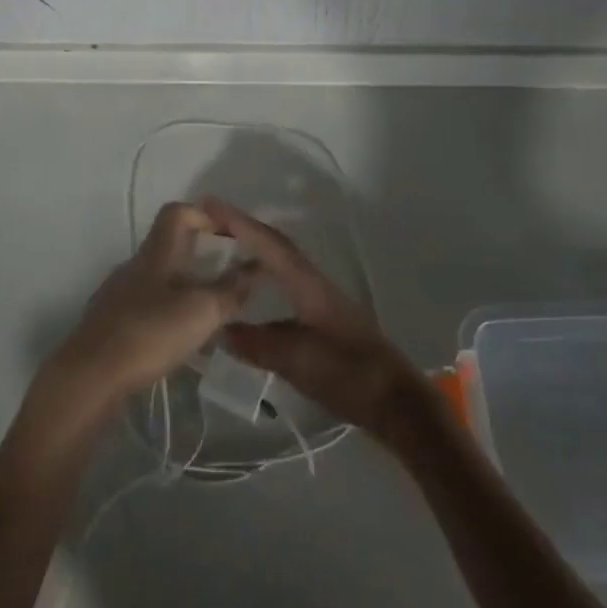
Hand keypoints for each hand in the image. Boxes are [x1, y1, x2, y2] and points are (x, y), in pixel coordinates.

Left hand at [39, 202, 251, 416]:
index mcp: (156, 253)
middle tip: (229, 279)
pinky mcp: (110, 322)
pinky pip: (146, 305)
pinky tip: (178, 340)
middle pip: (170, 246)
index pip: (177, 212)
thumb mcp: (201, 311)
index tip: (230, 236)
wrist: (89, 376)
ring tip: (209, 314)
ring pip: (159, 278)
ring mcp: (118, 293)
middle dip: (201, 257)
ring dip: (185, 288)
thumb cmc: (149, 333)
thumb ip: (230, 290)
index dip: (205, 215)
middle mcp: (135, 265)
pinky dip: (167, 312)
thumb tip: (253, 269)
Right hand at [206, 199, 439, 447]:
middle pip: (276, 246)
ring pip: (281, 265)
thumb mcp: (299, 361)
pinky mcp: (324, 321)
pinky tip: (250, 298)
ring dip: (254, 252)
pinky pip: (286, 286)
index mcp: (308, 285)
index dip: (238, 222)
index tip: (208, 204)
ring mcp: (321, 302)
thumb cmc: (349, 375)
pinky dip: (264, 280)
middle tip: (210, 223)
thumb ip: (258, 343)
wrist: (397, 403)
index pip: (268, 243)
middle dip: (244, 230)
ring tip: (224, 253)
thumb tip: (220, 330)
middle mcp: (314, 284)